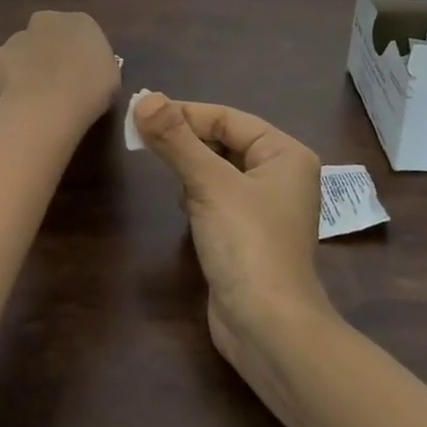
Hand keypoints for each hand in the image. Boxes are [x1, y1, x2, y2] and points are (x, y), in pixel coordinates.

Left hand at [0, 11, 119, 134]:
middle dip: (47, 52)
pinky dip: (1, 79)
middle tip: (54, 82)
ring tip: (31, 95)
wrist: (52, 103)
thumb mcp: (111, 77)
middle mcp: (47, 20)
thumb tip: (84, 73)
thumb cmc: (91, 90)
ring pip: (20, 49)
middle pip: (45, 34)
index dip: (76, 54)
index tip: (78, 75)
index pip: (78, 32)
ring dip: (24, 66)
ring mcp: (17, 37)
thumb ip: (95, 66)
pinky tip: (11, 97)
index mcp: (81, 21)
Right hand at [132, 94, 332, 359]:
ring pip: (219, 169)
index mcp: (285, 154)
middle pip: (224, 141)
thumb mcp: (209, 184)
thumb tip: (144, 98)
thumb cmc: (247, 244)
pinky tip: (182, 205)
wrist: (268, 329)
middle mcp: (281, 175)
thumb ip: (176, 139)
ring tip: (161, 167)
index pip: (227, 117)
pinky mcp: (249, 234)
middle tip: (142, 138)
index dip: (184, 113)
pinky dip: (197, 193)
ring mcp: (265, 208)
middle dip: (186, 140)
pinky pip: (218, 197)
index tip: (141, 114)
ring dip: (190, 165)